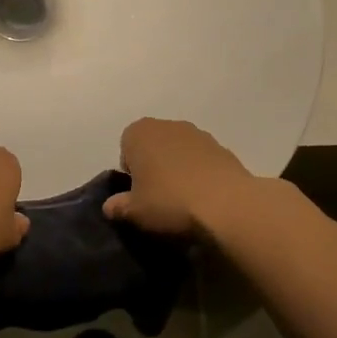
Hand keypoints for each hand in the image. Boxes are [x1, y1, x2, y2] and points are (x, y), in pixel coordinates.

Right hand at [103, 118, 256, 236]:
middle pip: (154, 146)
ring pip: (179, 152)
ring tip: (184, 200)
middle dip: (154, 167)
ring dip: (178, 169)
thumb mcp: (134, 212)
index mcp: (140, 132)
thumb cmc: (169, 202)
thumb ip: (118, 206)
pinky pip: (203, 161)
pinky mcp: (223, 148)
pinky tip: (205, 198)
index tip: (138, 194)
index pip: (126, 148)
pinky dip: (201, 174)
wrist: (226, 204)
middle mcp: (168, 125)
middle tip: (158, 197)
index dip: (130, 172)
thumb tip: (110, 206)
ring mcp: (199, 134)